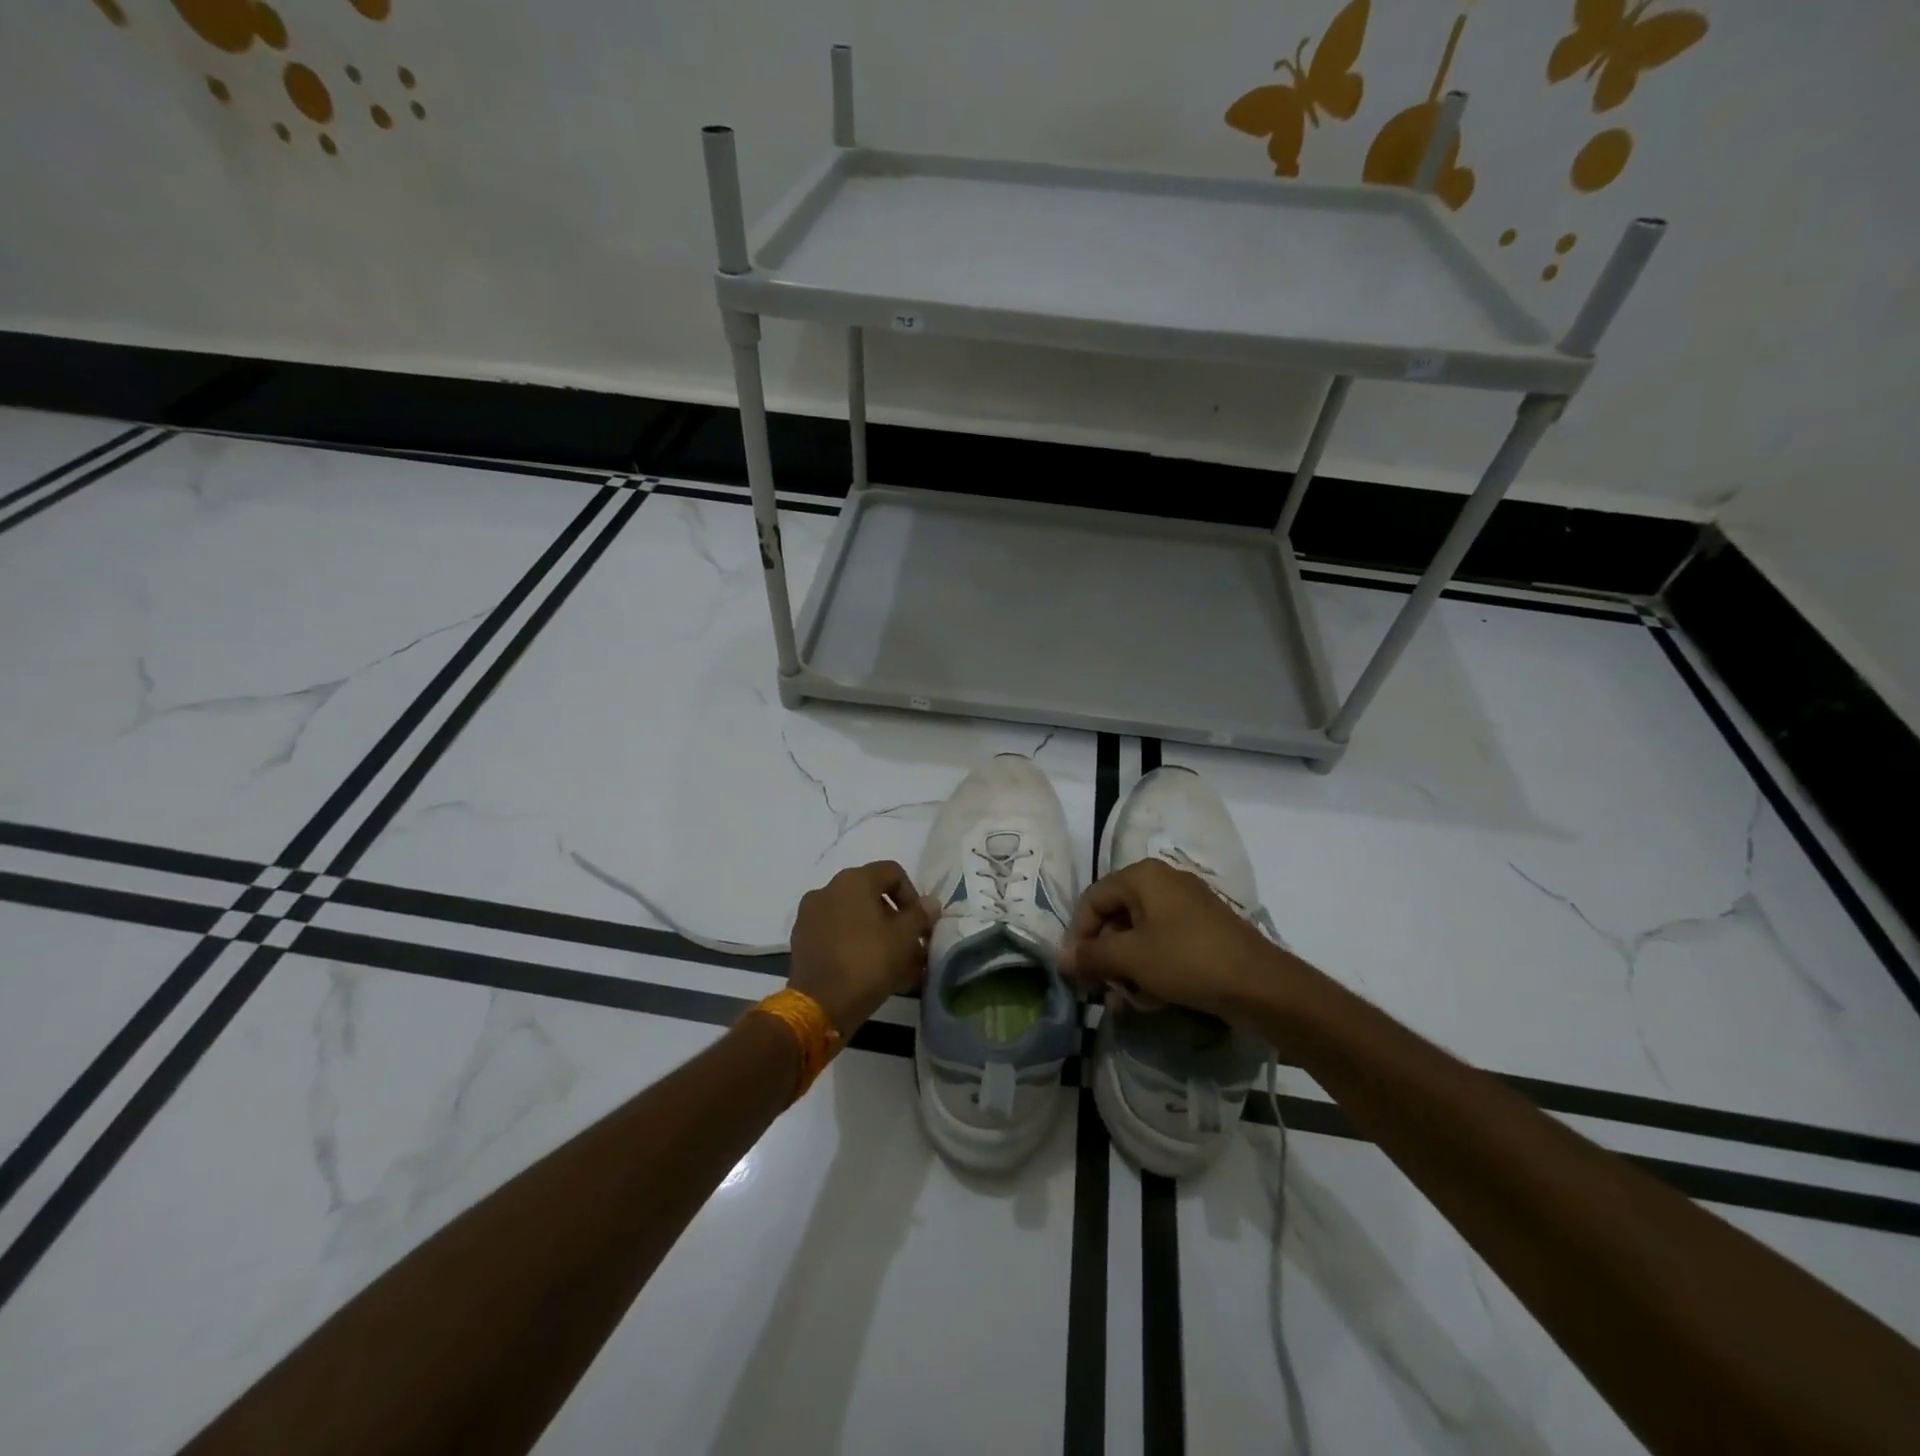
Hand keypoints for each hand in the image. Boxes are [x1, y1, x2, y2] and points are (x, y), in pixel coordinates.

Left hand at [787, 861, 939, 1036]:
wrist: (819, 1004)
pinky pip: (837, 933)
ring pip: (854, 917)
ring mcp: (811, 914)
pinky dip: (855, 944)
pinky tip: (869, 970)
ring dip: (877, 933)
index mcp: (854, 880)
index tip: (920, 925)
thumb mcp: (904, 938)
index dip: (912, 895)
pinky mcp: (802, 939)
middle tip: (910, 946)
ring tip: (894, 963)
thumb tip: (930, 902)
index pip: (892, 872)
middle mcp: (828, 889)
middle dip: (895, 919)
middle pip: (871, 894)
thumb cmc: (868, 962)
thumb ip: (920, 915)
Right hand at [1058, 858, 1297, 1020]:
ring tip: (1123, 1002)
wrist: (1261, 985)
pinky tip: (1151, 1000)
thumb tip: (1060, 959)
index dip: (1078, 935)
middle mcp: (1163, 882)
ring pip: (1139, 935)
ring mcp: (1186, 906)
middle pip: (1116, 917)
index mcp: (1143, 876)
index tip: (1074, 972)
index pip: (1092, 899)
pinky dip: (1151, 969)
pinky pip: (1163, 944)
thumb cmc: (1187, 961)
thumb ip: (1091, 956)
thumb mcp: (1131, 958)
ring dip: (1126, 969)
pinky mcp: (1203, 930)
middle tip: (1097, 990)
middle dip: (1103, 957)